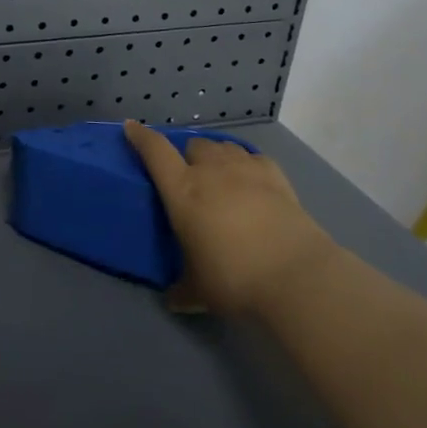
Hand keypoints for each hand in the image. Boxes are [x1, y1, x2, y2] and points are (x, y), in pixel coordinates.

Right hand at [123, 121, 339, 315]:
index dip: (141, 137)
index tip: (131, 128)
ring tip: (221, 178)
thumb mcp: (198, 291)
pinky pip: (253, 157)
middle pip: (193, 145)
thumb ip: (181, 290)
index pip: (154, 151)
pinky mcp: (275, 175)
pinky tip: (252, 182)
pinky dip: (247, 165)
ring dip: (216, 157)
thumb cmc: (234, 278)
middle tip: (192, 180)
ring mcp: (245, 168)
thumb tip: (172, 299)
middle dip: (189, 157)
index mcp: (182, 191)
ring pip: (223, 146)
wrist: (294, 275)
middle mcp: (210, 170)